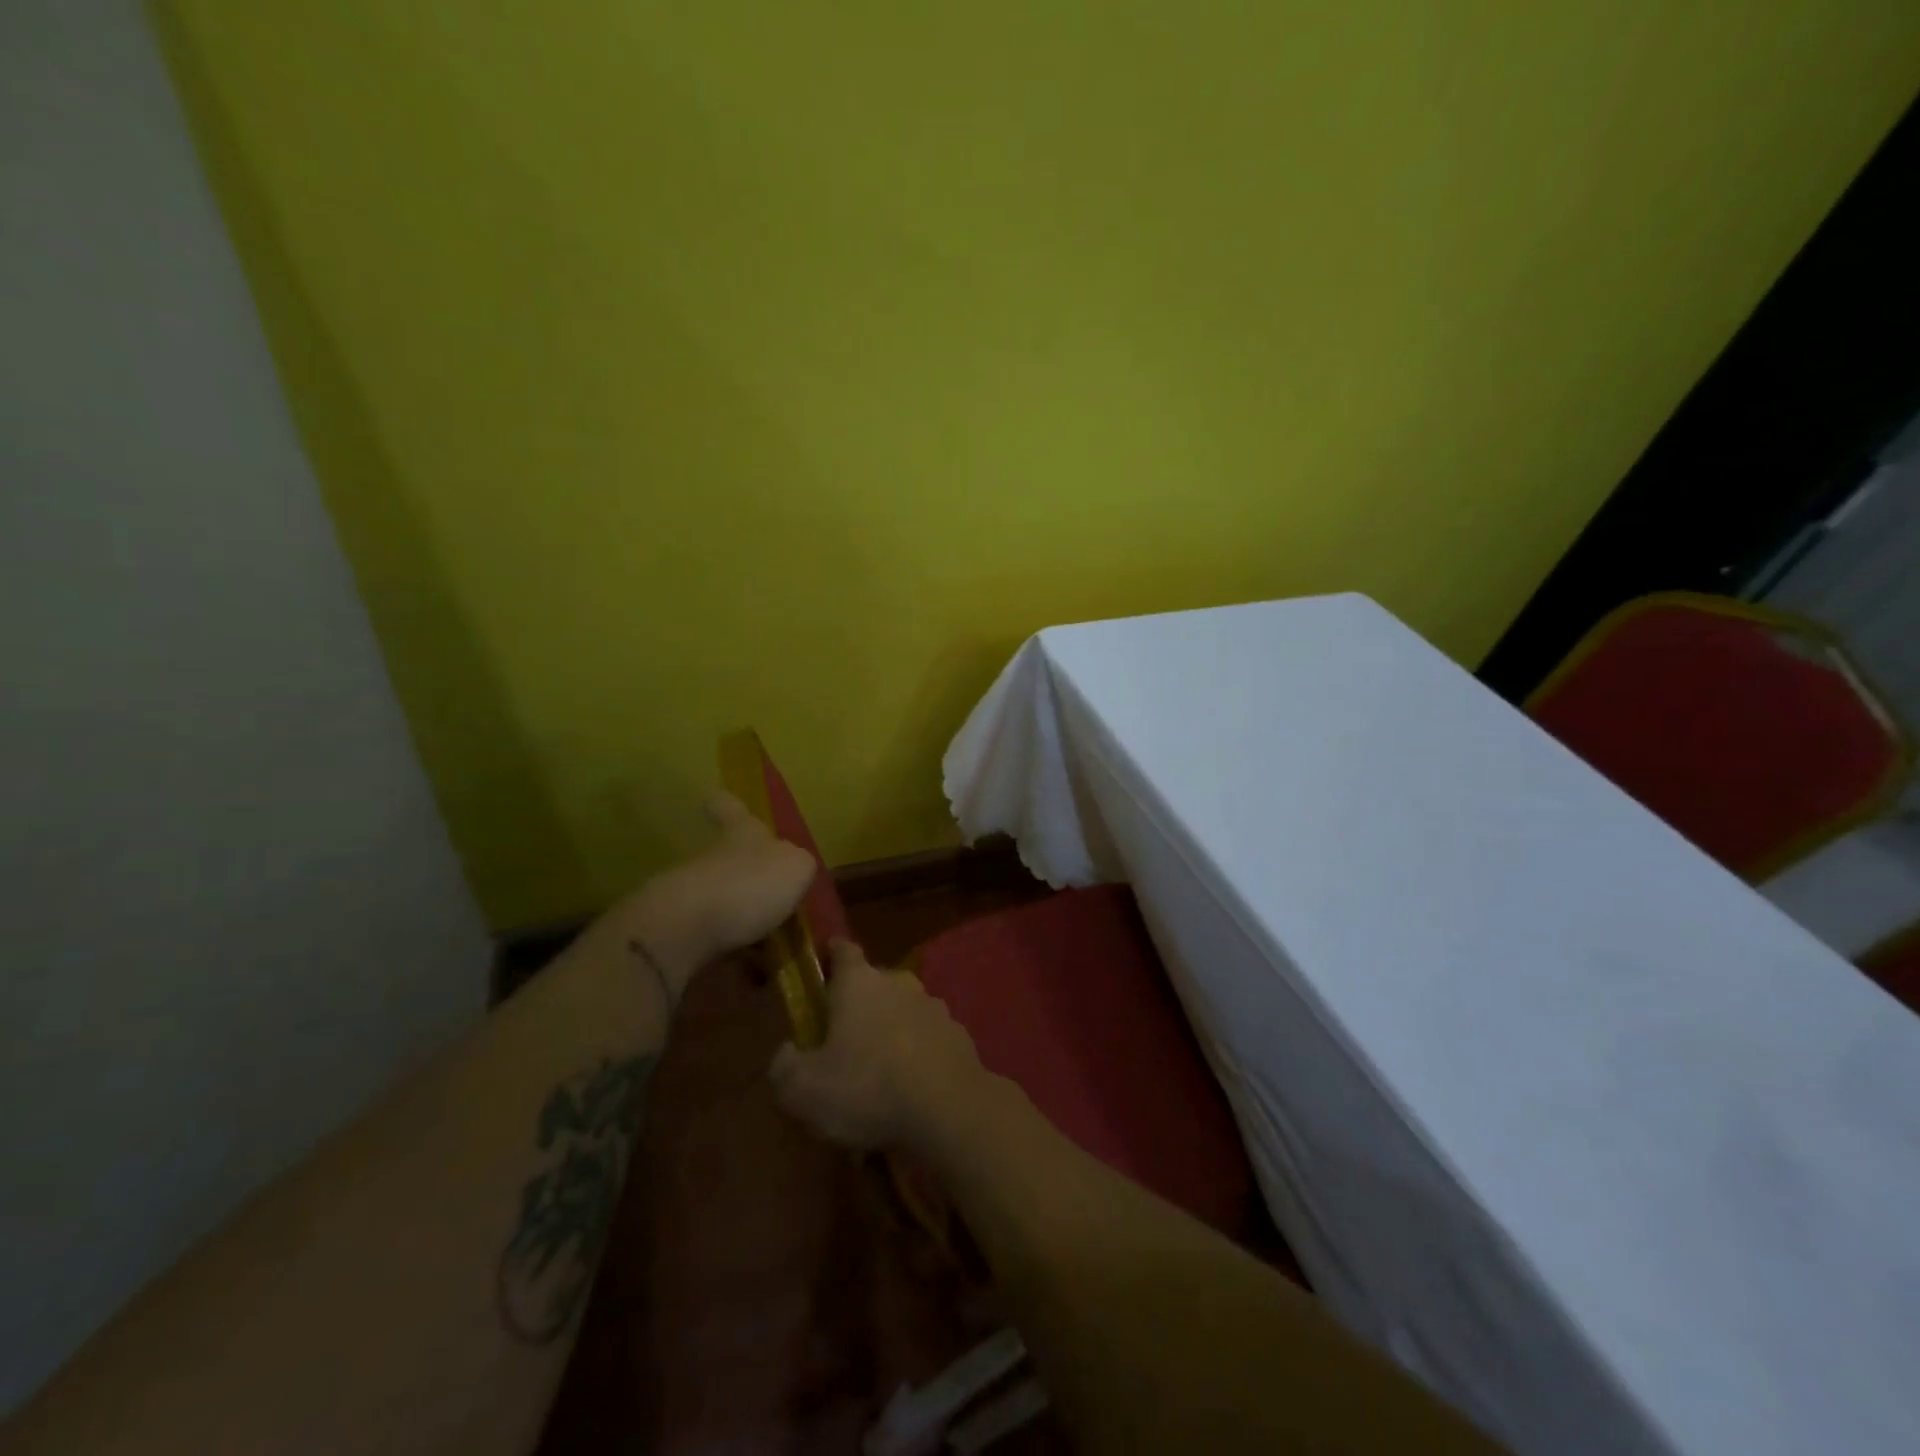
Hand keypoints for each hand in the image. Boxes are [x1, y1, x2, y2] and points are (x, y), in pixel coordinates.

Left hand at [617, 791, 815, 997]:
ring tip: (774, 948)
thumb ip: (799, 867)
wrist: (684, 929)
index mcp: (742, 834)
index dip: (727, 804)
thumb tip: (792, 873)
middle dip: (748, 875)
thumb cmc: (748, 885)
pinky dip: (734, 953)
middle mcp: (714, 857)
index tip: (715, 796)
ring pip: (723, 900)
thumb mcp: (797, 868)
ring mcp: (692, 893)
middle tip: (777, 900)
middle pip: (728, 858)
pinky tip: (753, 973)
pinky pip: (715, 939)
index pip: (731, 808)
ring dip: (744, 920)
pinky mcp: (679, 931)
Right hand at [769, 939, 986, 1150]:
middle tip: (841, 1047)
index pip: (842, 950)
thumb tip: (787, 1053)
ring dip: (889, 1036)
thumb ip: (784, 1064)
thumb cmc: (867, 1088)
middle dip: (857, 1009)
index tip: (820, 973)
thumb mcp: (802, 1088)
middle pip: (872, 985)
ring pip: (902, 1014)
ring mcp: (934, 1007)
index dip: (829, 957)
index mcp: (859, 982)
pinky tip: (908, 1096)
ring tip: (876, 1082)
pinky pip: (926, 1041)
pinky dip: (916, 1059)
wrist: (950, 1111)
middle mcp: (899, 983)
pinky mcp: (958, 1035)